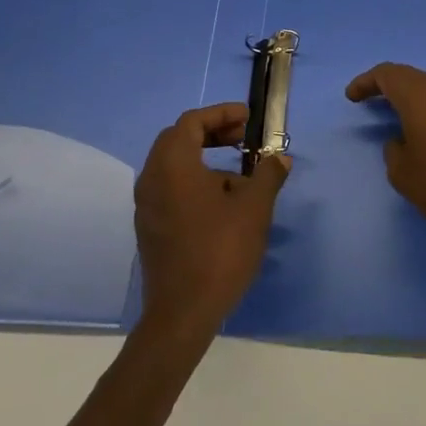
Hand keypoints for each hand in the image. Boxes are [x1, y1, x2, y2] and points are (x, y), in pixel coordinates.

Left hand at [133, 103, 290, 339]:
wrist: (183, 312)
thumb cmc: (219, 250)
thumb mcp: (254, 207)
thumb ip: (267, 174)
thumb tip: (279, 158)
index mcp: (172, 164)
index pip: (192, 121)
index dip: (221, 113)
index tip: (248, 118)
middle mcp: (152, 178)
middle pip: (179, 139)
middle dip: (212, 132)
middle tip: (242, 138)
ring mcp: (147, 204)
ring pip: (174, 165)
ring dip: (205, 158)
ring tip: (241, 176)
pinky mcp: (150, 227)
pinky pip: (171, 188)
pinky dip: (194, 180)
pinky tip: (223, 203)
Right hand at [346, 64, 425, 237]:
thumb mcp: (403, 174)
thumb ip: (393, 152)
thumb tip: (401, 141)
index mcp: (417, 95)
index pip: (386, 74)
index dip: (365, 82)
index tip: (352, 97)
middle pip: (407, 76)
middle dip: (385, 85)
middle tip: (368, 99)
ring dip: (407, 95)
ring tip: (393, 113)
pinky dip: (424, 107)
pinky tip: (422, 128)